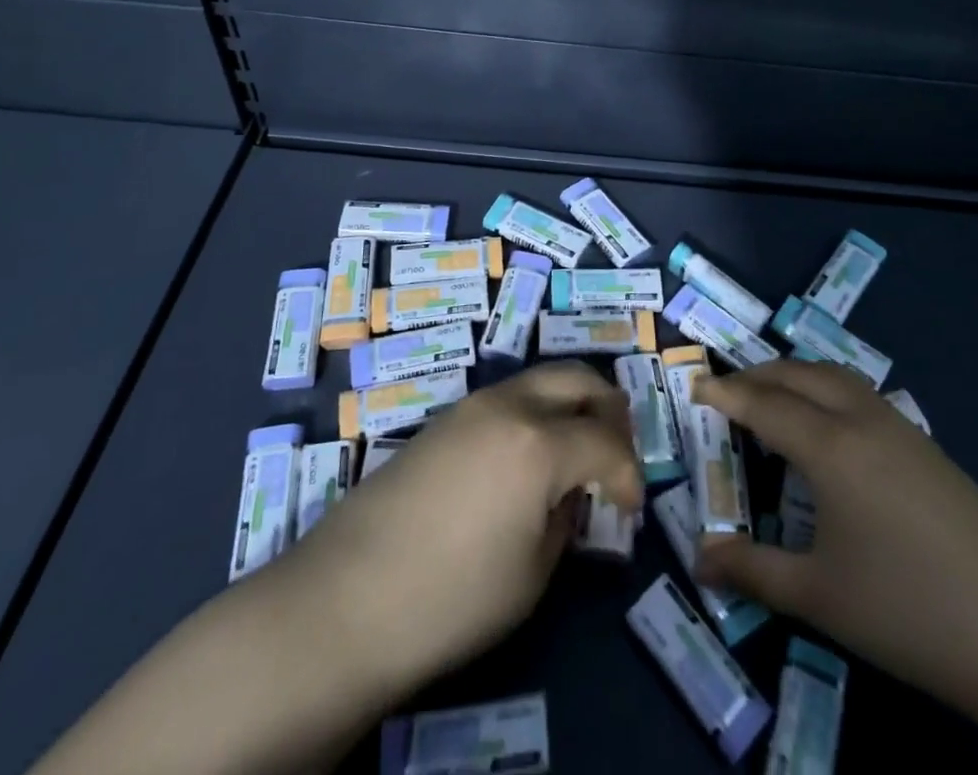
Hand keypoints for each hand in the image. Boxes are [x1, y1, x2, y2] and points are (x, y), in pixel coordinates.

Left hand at [290, 360, 643, 693]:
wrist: (346, 598)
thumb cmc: (451, 598)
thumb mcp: (531, 574)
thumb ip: (563, 518)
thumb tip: (570, 494)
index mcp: (539, 443)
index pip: (607, 442)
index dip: (629, 474)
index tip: (631, 506)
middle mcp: (510, 405)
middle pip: (578, 378)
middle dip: (609, 410)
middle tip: (615, 454)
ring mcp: (473, 404)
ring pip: (541, 379)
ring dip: (571, 405)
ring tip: (576, 453)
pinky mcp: (446, 417)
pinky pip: (509, 397)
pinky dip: (536, 413)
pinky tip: (528, 458)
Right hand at [692, 360, 977, 721]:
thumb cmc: (911, 609)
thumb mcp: (820, 597)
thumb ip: (753, 571)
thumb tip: (699, 558)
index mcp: (830, 446)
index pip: (763, 403)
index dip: (724, 393)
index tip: (693, 385)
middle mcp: (861, 420)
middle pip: (797, 375)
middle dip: (755, 375)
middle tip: (725, 392)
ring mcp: (900, 428)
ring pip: (833, 376)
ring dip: (794, 376)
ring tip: (771, 399)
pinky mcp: (926, 446)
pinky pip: (859, 393)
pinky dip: (825, 389)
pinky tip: (829, 427)